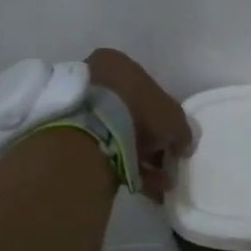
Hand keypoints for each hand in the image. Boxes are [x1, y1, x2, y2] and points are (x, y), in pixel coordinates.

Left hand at [86, 48, 193, 201]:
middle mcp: (95, 78)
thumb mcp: (173, 118)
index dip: (163, 116)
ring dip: (139, 158)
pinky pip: (101, 149)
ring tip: (158, 184)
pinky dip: (122, 166)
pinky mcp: (67, 132)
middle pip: (131, 112)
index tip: (171, 139)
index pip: (147, 88)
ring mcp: (79, 105)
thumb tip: (183, 145)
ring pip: (116, 133)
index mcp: (118, 63)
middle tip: (164, 164)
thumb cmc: (137, 110)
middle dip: (150, 142)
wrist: (89, 132)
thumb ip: (182, 131)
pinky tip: (142, 187)